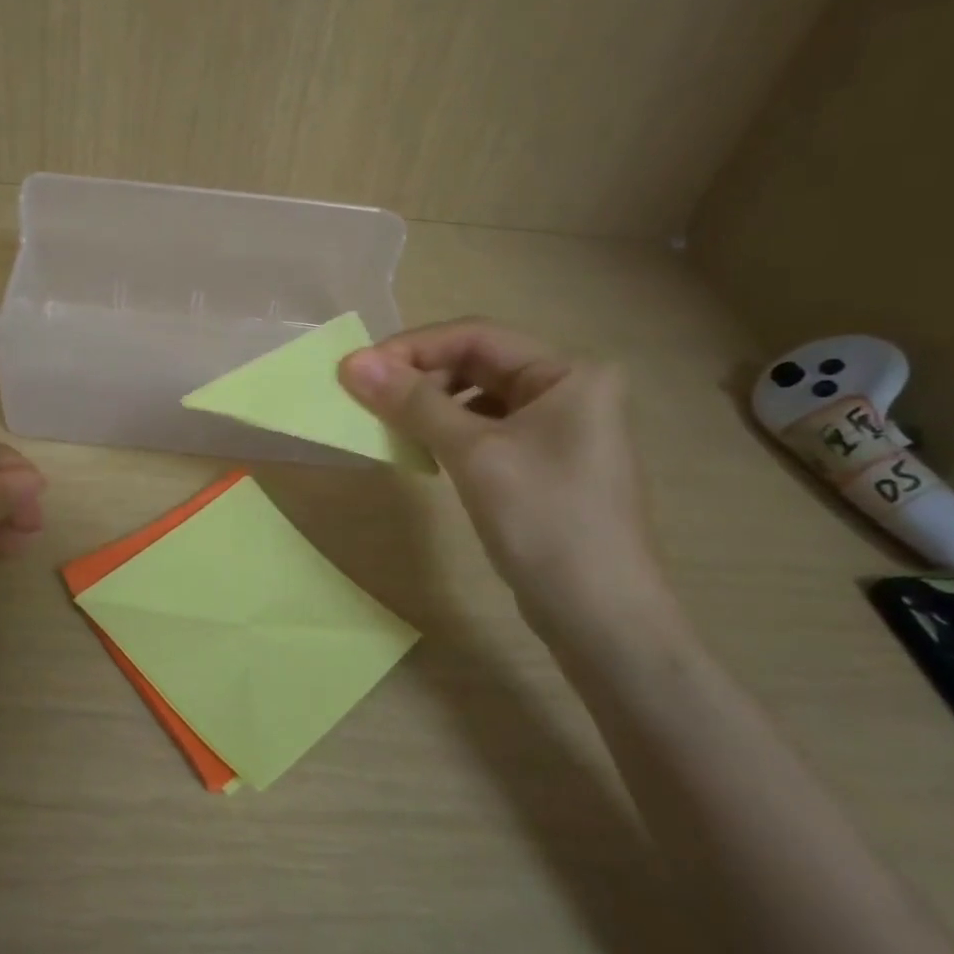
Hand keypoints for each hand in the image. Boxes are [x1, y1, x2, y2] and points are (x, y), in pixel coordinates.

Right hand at [340, 319, 667, 629]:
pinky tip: (422, 449)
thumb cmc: (545, 521)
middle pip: (478, 362)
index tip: (358, 369)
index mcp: (569, 372)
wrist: (600, 618)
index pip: (476, 336)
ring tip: (391, 423)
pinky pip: (485, 428)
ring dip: (430, 404)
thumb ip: (414, 403)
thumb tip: (352, 363)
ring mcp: (559, 427)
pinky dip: (448, 431)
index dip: (413, 347)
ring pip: (478, 396)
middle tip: (368, 398)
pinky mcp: (543, 462)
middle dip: (420, 376)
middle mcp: (569, 389)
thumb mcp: (474, 454)